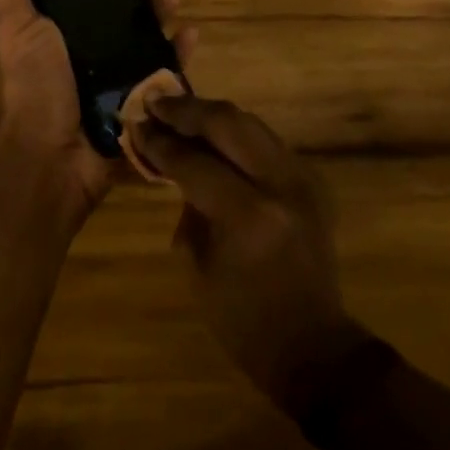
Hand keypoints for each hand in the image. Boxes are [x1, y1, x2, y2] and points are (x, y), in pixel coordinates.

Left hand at [0, 0, 194, 213]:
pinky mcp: (139, 102)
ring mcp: (116, 78)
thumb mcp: (13, 29)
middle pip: (122, 14)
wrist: (51, 155)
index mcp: (58, 34)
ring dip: (163, 15)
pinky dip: (180, 54)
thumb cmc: (32, 84)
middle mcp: (88, 53)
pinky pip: (165, 73)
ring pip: (147, 39)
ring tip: (174, 0)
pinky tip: (190, 36)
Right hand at [129, 97, 366, 412]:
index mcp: (247, 215)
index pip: (194, 161)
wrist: (313, 345)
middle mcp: (280, 185)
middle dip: (187, 110)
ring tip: (178, 112)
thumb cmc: (242, 319)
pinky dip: (235, 133)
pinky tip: (212, 135)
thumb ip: (187, 203)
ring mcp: (302, 179)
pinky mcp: (312, 180)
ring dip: (212, 115)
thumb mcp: (198, 263)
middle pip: (228, 123)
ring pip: (250, 123)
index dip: (160, 142)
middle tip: (155, 103)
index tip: (136, 124)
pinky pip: (266, 141)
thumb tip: (172, 160)